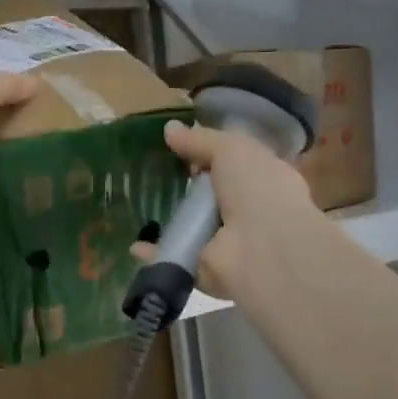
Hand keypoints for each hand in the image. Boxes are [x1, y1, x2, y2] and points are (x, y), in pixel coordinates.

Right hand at [130, 120, 316, 300]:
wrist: (263, 249)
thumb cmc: (257, 189)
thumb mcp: (232, 149)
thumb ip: (201, 140)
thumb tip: (170, 130)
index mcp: (263, 181)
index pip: (235, 165)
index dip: (210, 155)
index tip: (180, 147)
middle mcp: (246, 213)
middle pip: (210, 198)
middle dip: (186, 189)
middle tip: (151, 176)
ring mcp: (225, 244)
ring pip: (191, 229)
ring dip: (169, 222)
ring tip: (138, 207)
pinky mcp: (203, 268)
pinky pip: (174, 255)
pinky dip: (154, 252)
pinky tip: (134, 244)